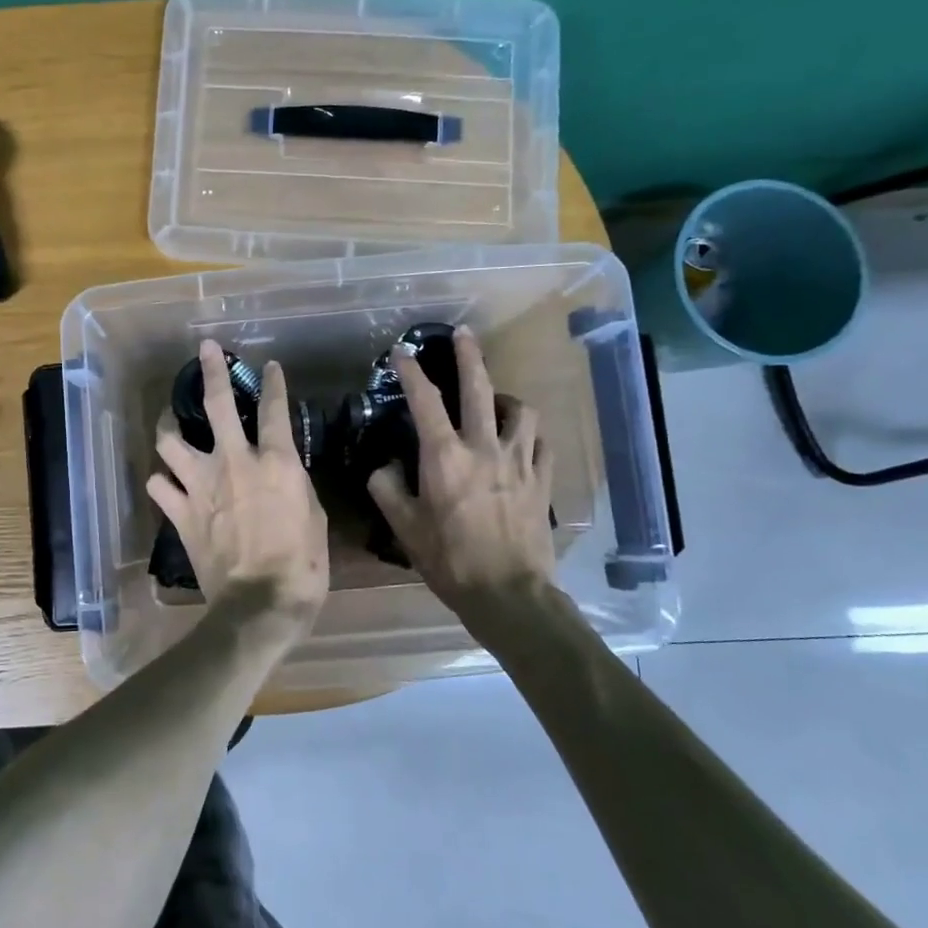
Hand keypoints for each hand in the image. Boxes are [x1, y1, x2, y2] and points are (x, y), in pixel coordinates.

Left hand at [148, 340, 329, 620]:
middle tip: (204, 350)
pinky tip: (165, 480)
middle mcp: (233, 462)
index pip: (274, 409)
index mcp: (275, 462)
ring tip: (170, 420)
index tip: (270, 367)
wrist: (259, 605)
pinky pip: (158, 486)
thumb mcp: (313, 518)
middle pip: (216, 403)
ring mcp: (200, 485)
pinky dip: (161, 480)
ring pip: (170, 440)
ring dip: (169, 425)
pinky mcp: (180, 513)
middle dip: (210, 370)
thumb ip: (294, 485)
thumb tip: (283, 474)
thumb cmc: (301, 565)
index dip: (273, 383)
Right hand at [367, 326, 556, 623]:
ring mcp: (519, 462)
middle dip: (469, 356)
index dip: (411, 372)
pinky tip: (522, 439)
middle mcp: (484, 448)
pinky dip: (530, 434)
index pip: (425, 402)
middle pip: (480, 389)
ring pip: (520, 411)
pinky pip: (541, 443)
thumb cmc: (449, 560)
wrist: (508, 593)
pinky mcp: (542, 481)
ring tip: (495, 400)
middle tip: (463, 334)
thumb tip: (385, 467)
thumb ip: (388, 490)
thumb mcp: (404, 528)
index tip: (401, 352)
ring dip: (505, 398)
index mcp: (445, 458)